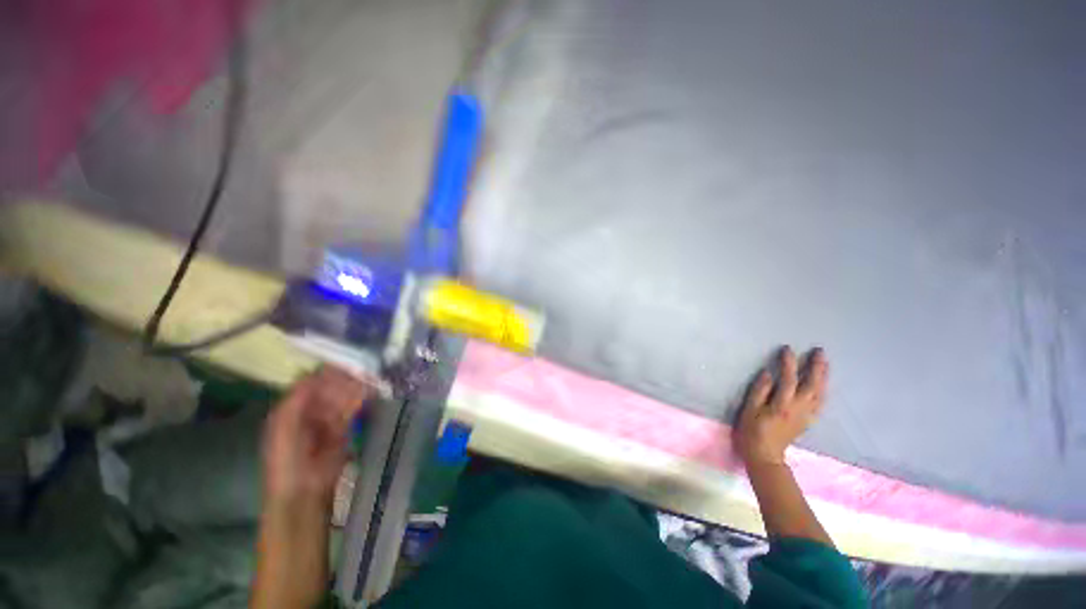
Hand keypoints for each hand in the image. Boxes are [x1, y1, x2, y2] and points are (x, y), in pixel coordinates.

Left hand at [262, 367, 374, 504]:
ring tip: (370, 376)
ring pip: (343, 397)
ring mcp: (328, 420)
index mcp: (292, 408)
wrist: (303, 489)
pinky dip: (361, 400)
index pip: (310, 383)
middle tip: (362, 367)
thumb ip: (296, 398)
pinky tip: (370, 391)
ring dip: (355, 387)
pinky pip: (353, 410)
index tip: (343, 361)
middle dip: (344, 378)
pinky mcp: (344, 429)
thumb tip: (313, 371)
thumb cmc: (286, 457)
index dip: (324, 372)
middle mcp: (310, 410)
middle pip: (329, 388)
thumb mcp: (283, 425)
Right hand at [734, 346, 827, 466]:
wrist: (765, 455)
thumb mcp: (749, 409)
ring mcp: (806, 416)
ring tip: (824, 364)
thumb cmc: (752, 430)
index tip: (787, 349)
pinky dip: (823, 390)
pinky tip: (822, 385)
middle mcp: (799, 409)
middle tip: (819, 352)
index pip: (789, 379)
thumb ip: (759, 391)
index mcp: (783, 405)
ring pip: (820, 394)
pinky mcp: (807, 421)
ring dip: (824, 377)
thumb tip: (769, 373)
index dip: (789, 363)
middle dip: (817, 367)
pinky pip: (820, 402)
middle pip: (812, 385)